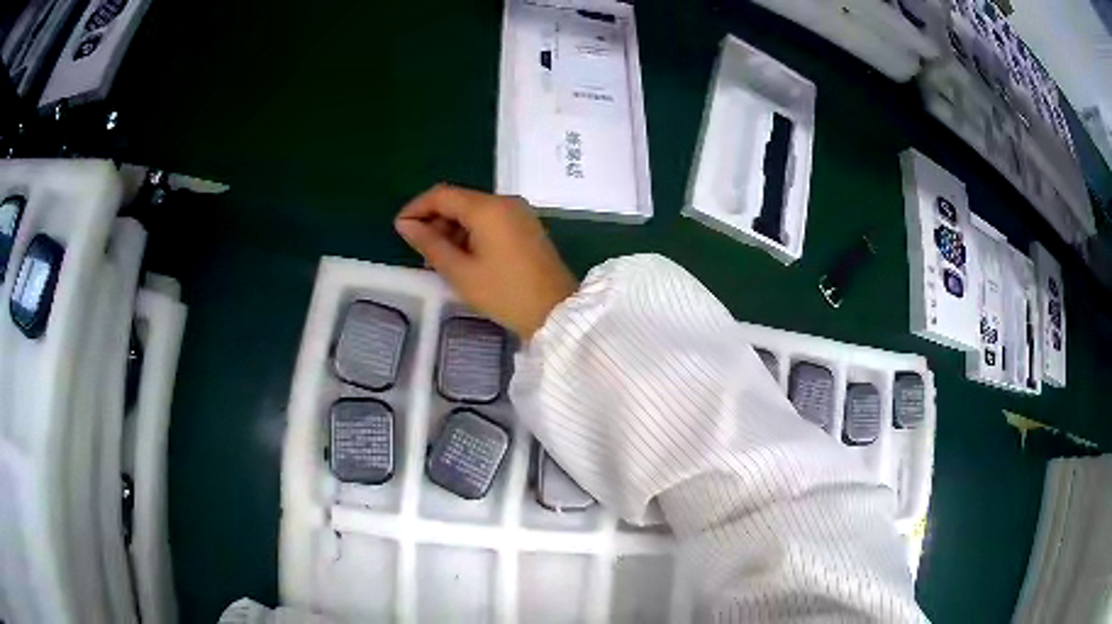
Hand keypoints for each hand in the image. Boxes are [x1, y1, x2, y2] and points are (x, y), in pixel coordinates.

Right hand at [395, 184, 578, 337]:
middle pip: (459, 200)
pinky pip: (491, 220)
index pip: (441, 194)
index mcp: (488, 208)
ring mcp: (519, 212)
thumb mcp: (460, 272)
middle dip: (435, 219)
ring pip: (475, 210)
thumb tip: (405, 225)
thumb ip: (429, 244)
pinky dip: (472, 232)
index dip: (416, 208)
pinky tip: (463, 255)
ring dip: (453, 227)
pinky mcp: (527, 226)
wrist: (556, 313)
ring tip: (439, 257)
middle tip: (420, 250)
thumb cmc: (504, 293)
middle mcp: (505, 201)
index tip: (400, 228)